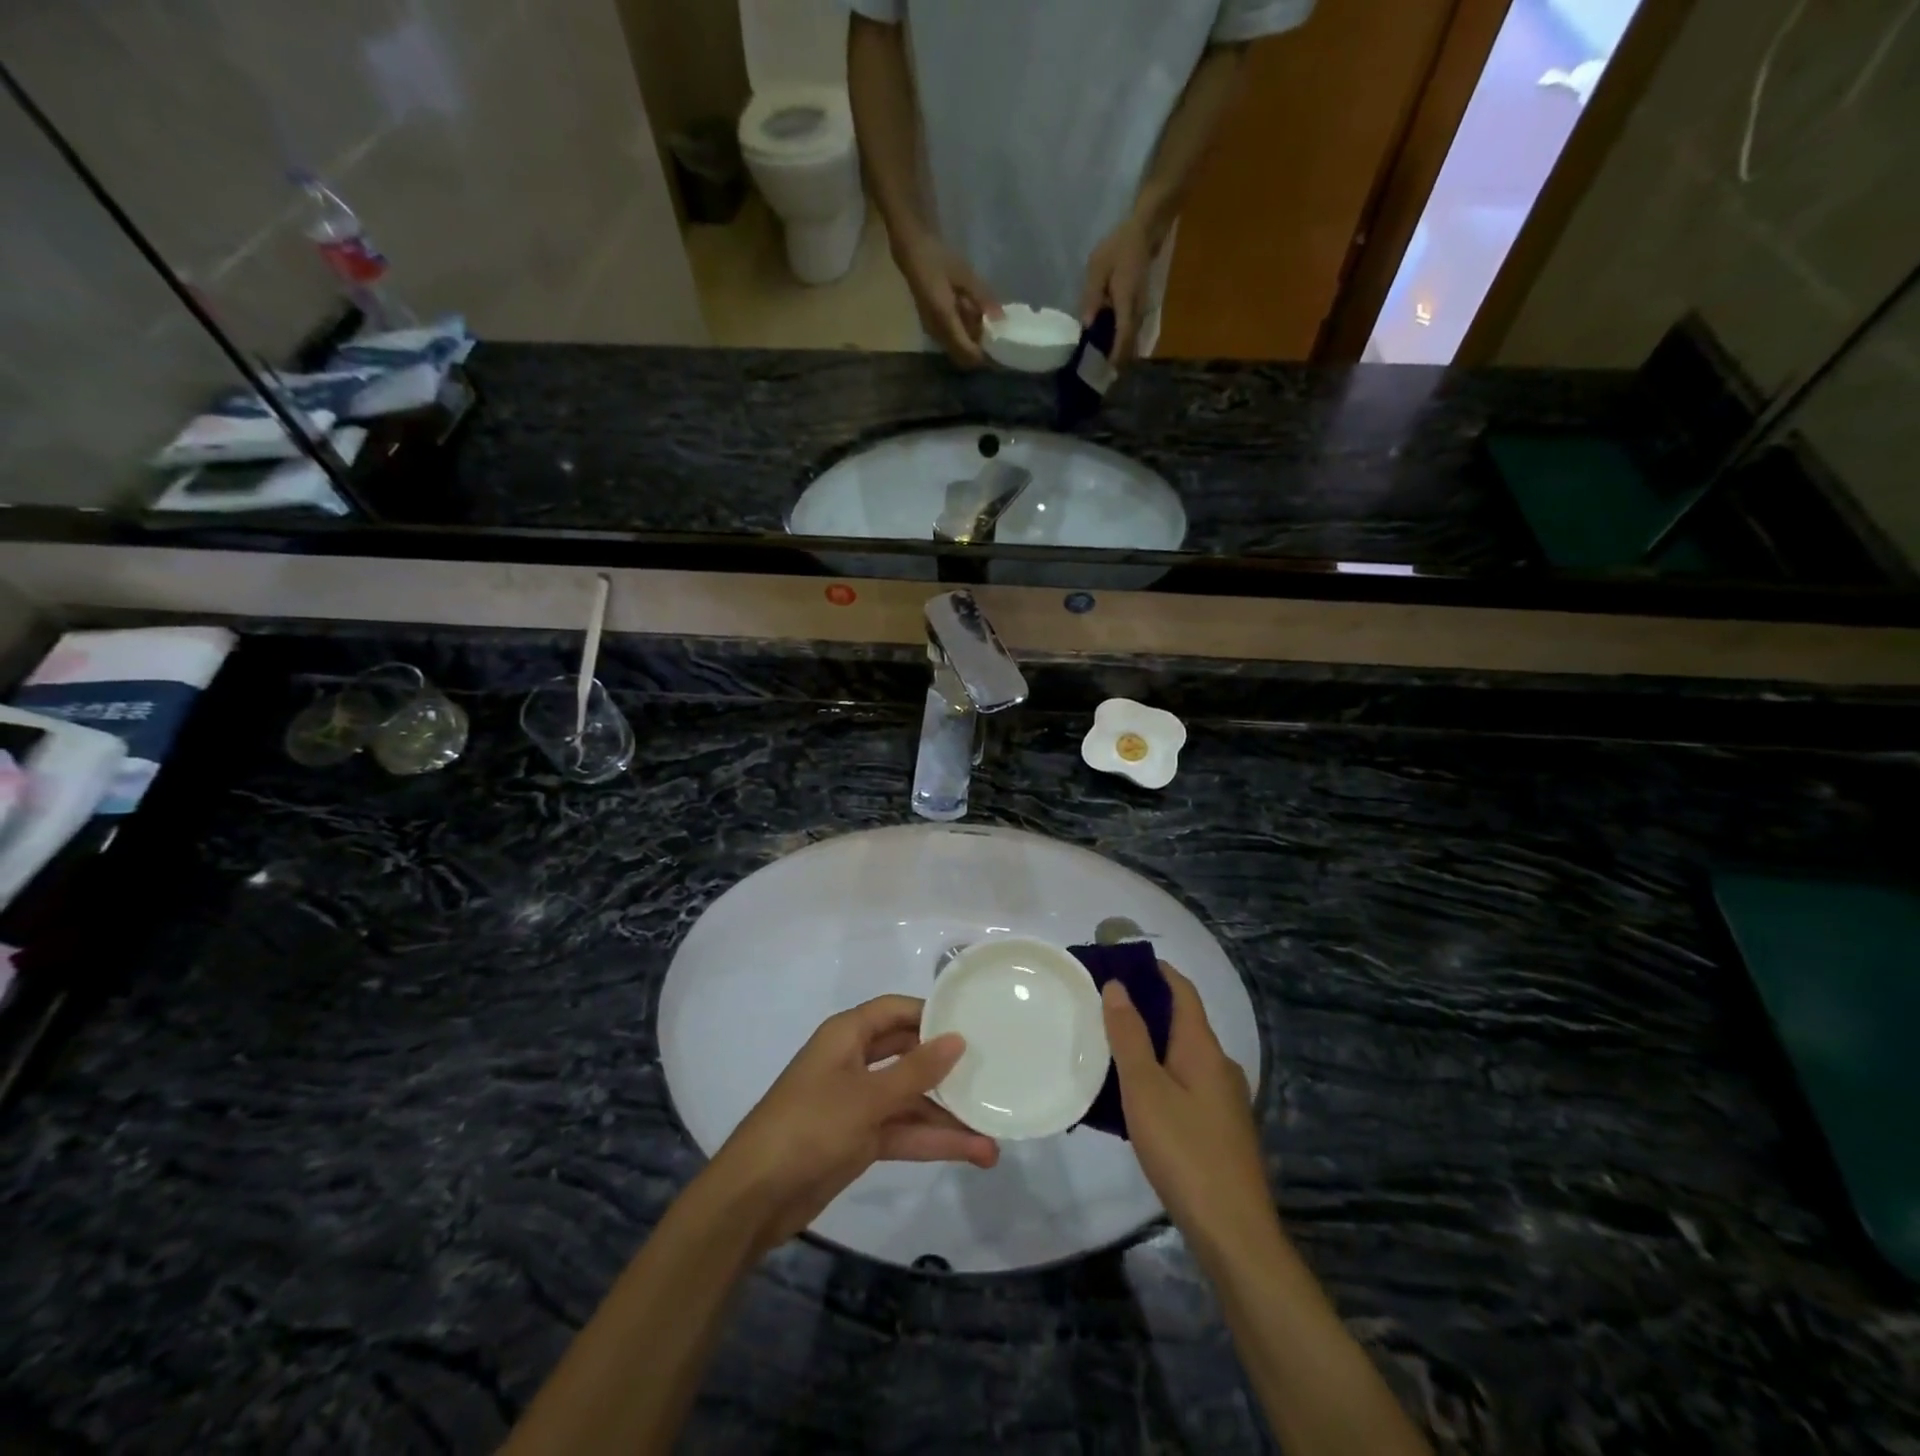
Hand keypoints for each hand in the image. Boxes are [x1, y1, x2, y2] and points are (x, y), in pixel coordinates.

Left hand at [699, 995, 999, 1254]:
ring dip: (947, 1117)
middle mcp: (855, 1061)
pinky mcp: (861, 1139)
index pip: (896, 1010)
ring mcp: (858, 1102)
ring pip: (911, 1100)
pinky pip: (904, 1131)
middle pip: (909, 1054)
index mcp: (847, 1035)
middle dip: (947, 1068)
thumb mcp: (867, 1096)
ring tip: (994, 1134)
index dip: (932, 1014)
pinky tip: (972, 1153)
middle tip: (992, 1072)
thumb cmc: (809, 1126)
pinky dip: (933, 1141)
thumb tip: (957, 1039)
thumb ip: (915, 1070)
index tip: (974, 1022)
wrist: (755, 1197)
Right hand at [892, 229, 1000, 367]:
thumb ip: (983, 299)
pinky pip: (950, 339)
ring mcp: (932, 331)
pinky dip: (963, 334)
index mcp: (945, 320)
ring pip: (956, 349)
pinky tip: (969, 315)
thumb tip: (1001, 320)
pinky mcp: (931, 326)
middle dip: (978, 351)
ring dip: (970, 342)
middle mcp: (937, 332)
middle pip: (962, 356)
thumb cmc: (939, 259)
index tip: (998, 351)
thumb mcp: (965, 276)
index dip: (983, 357)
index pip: (967, 353)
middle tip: (993, 336)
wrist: (912, 250)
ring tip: (982, 322)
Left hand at [1079, 212, 1155, 365]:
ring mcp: (1141, 310)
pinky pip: (1131, 332)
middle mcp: (1137, 310)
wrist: (1143, 233)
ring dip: (1119, 355)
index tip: (1104, 371)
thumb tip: (1086, 325)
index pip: (1123, 335)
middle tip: (1098, 377)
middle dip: (1116, 362)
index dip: (1115, 355)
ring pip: (1132, 340)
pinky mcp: (1139, 309)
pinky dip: (1121, 344)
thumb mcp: (1097, 268)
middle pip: (1129, 344)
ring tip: (1101, 368)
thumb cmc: (1118, 248)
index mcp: (1126, 301)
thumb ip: (1092, 296)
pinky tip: (1107, 349)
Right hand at [1103, 964, 1274, 1257]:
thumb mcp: (1145, 1089)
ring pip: (1181, 1055)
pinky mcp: (1220, 1129)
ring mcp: (1224, 1100)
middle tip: (1101, 1004)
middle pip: (1182, 1021)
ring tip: (1108, 1046)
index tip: (1120, 961)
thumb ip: (1129, 1036)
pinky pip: (1184, 1083)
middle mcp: (1220, 1066)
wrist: (1233, 1233)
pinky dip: (1157, 1074)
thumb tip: (1118, 985)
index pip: (1182, 990)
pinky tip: (1132, 1096)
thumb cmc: (1184, 1151)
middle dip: (1145, 1007)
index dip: (1155, 970)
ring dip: (1149, 1043)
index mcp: (1204, 1048)